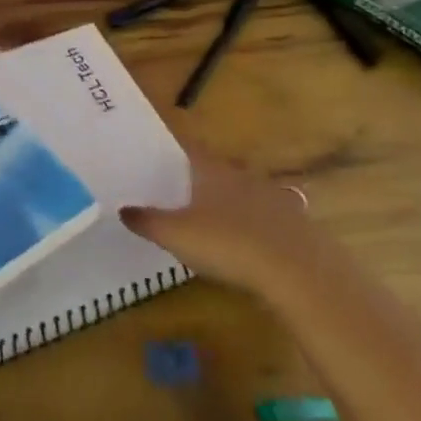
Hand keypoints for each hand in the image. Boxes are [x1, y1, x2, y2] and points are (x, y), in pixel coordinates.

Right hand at [122, 150, 317, 299]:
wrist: (297, 271)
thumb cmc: (227, 243)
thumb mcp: (176, 235)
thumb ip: (148, 221)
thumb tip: (123, 209)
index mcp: (212, 171)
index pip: (189, 149)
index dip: (173, 149)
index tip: (159, 154)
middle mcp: (243, 176)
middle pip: (219, 170)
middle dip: (202, 178)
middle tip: (183, 190)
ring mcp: (274, 198)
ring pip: (246, 192)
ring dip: (232, 201)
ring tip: (215, 217)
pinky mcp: (296, 225)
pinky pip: (269, 217)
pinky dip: (256, 225)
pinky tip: (250, 243)